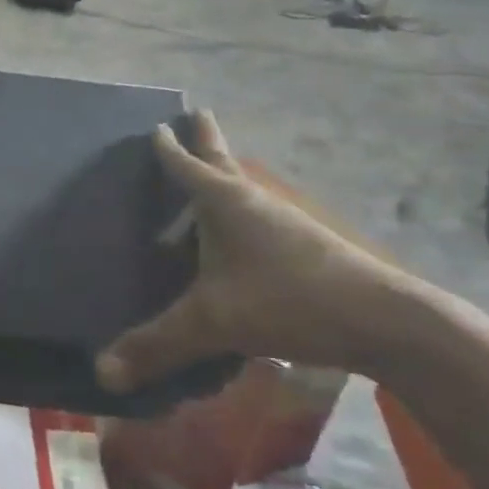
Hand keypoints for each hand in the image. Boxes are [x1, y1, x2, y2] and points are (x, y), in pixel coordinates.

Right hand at [96, 113, 416, 389]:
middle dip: (207, 141)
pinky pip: (259, 220)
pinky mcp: (306, 248)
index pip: (187, 167)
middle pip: (224, 163)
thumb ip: (156, 346)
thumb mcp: (212, 323)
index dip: (170, 149)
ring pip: (244, 192)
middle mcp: (254, 203)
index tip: (159, 127)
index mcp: (224, 203)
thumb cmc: (288, 301)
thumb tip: (102, 374)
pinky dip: (239, 217)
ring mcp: (285, 224)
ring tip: (205, 181)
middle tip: (198, 113)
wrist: (386, 323)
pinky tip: (234, 243)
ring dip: (224, 180)